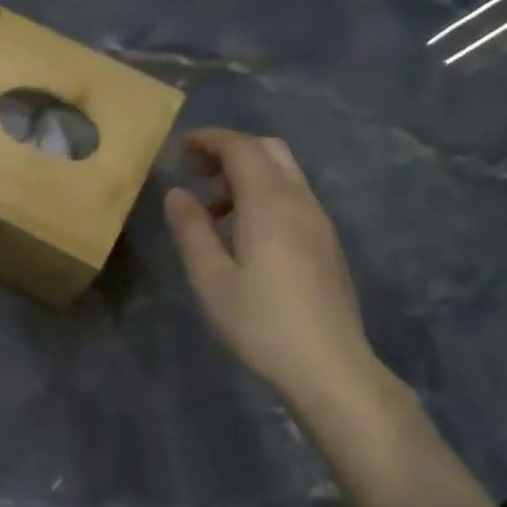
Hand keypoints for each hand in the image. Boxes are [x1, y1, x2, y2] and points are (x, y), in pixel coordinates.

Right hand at [163, 130, 379, 406]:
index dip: (209, 140)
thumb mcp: (211, 279)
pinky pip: (293, 197)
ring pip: (284, 174)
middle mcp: (300, 202)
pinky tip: (243, 232)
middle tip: (195, 171)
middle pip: (268, 151)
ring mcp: (319, 222)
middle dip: (229, 150)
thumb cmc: (260, 323)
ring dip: (247, 174)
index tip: (179, 150)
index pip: (242, 148)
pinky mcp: (326, 243)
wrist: (329, 366)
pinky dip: (263, 194)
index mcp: (270, 204)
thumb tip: (177, 193)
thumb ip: (191, 230)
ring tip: (212, 207)